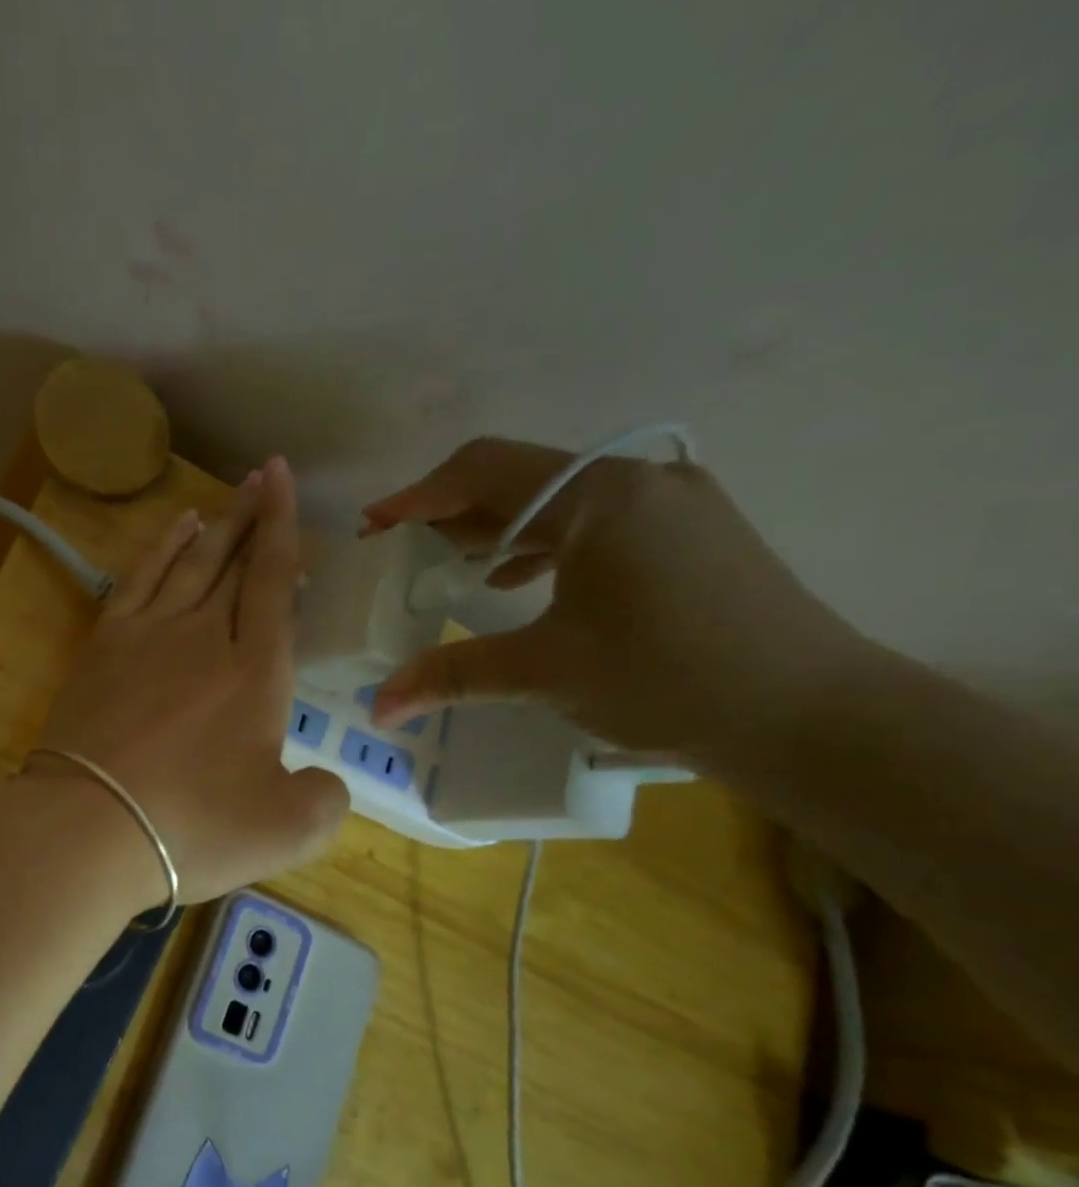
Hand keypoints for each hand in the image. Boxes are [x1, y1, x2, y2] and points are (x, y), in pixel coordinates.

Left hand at [35, 457, 348, 905]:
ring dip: (215, 527)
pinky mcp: (103, 649)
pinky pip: (137, 580)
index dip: (283, 530)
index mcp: (256, 674)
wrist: (89, 827)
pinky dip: (159, 549)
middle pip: (233, 564)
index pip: (274, 584)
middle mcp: (204, 639)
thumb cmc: (193, 827)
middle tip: (266, 476)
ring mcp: (147, 637)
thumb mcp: (289, 830)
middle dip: (253, 518)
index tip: (284, 481)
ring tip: (232, 494)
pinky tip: (175, 530)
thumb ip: (325, 799)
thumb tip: (325, 782)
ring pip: (189, 564)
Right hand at [361, 437, 863, 764]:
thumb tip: (378, 708)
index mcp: (600, 496)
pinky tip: (518, 581)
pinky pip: (596, 521)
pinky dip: (544, 545)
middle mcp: (639, 479)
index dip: (418, 496)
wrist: (812, 716)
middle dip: (452, 514)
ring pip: (559, 501)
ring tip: (449, 568)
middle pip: (521, 480)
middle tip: (401, 554)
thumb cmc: (668, 679)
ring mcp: (674, 502)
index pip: (484, 469)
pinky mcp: (693, 532)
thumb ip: (451, 676)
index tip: (373, 527)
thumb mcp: (544, 673)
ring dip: (496, 530)